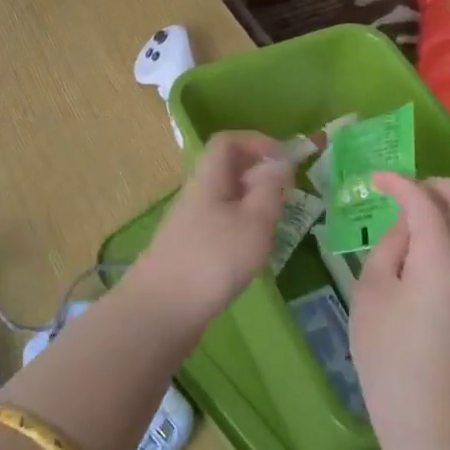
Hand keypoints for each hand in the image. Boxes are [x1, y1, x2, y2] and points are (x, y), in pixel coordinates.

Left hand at [131, 132, 291, 328]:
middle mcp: (197, 192)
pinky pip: (222, 222)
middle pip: (228, 169)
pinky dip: (243, 228)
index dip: (257, 141)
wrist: (163, 308)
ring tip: (274, 227)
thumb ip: (270, 189)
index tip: (286, 159)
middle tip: (287, 195)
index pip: (228, 141)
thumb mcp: (254, 221)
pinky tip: (253, 253)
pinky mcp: (191, 247)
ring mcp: (192, 220)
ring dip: (254, 204)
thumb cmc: (214, 258)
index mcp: (209, 176)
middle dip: (260, 175)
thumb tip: (280, 162)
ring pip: (228, 197)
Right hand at [349, 174, 449, 449]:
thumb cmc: (390, 359)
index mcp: (445, 257)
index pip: (424, 200)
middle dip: (439, 185)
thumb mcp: (372, 294)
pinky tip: (431, 251)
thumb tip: (404, 226)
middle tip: (407, 191)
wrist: (437, 430)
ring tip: (418, 217)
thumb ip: (389, 247)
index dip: (398, 182)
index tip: (375, 179)